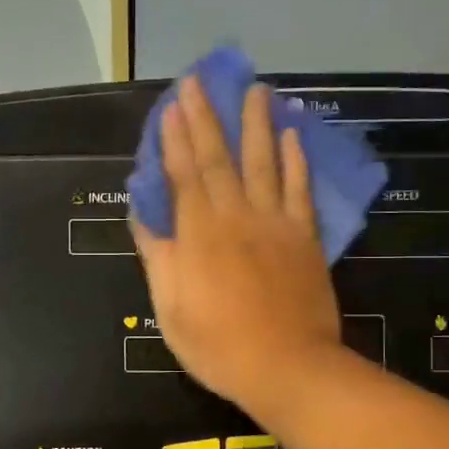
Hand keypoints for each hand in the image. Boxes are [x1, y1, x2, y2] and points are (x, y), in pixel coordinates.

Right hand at [134, 78, 342, 420]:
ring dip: (256, 124)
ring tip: (254, 89)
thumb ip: (158, 256)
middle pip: (219, 158)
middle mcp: (236, 217)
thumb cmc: (218, 345)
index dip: (175, 138)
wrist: (287, 368)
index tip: (171, 105)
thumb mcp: (171, 308)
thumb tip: (142, 216)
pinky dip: (296, 160)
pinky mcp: (305, 237)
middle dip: (207, 117)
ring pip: (264, 162)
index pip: (183, 175)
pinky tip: (293, 134)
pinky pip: (300, 190)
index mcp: (199, 234)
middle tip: (200, 80)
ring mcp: (275, 224)